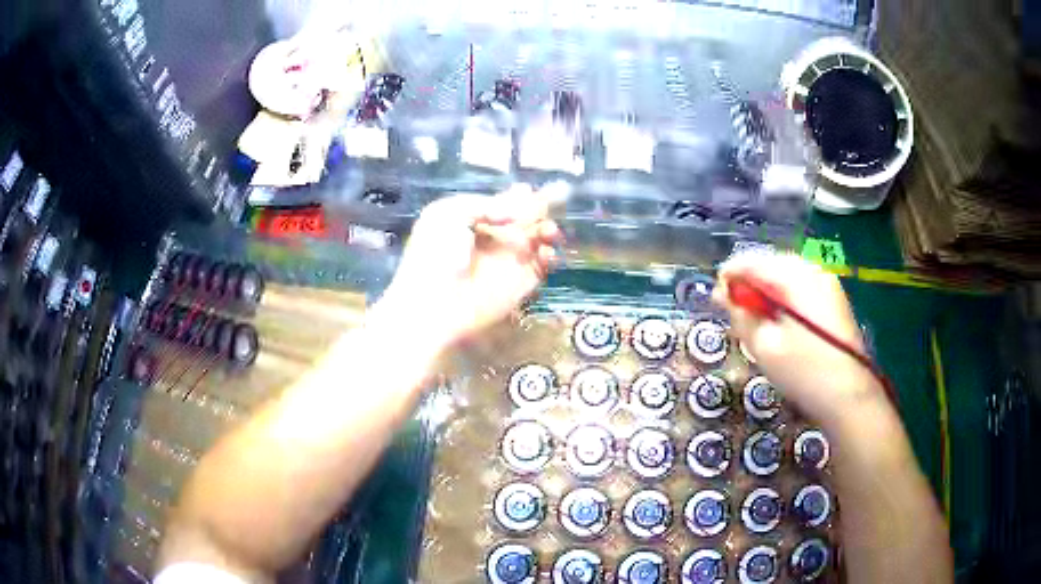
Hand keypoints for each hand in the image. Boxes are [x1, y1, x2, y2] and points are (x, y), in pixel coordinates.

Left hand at [378, 185, 563, 349]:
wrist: (433, 304)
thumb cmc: (434, 255)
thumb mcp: (449, 213)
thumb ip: (485, 204)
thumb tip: (516, 211)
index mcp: (476, 218)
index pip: (505, 202)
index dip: (521, 195)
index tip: (532, 190)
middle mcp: (496, 237)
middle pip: (528, 217)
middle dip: (541, 210)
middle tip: (544, 210)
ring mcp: (510, 260)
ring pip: (541, 239)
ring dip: (550, 231)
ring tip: (548, 233)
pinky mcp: (523, 283)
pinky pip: (544, 266)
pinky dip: (551, 256)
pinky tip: (545, 252)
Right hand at [712, 252, 886, 424]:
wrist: (849, 397)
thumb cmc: (804, 371)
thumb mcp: (765, 345)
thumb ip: (741, 314)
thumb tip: (724, 293)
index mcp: (795, 277)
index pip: (753, 262)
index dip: (730, 276)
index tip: (716, 299)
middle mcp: (813, 270)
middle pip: (771, 265)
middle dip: (749, 284)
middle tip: (733, 311)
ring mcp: (827, 283)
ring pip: (786, 276)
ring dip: (766, 292)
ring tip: (754, 319)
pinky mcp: (834, 299)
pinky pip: (800, 287)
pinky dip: (783, 298)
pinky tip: (779, 321)